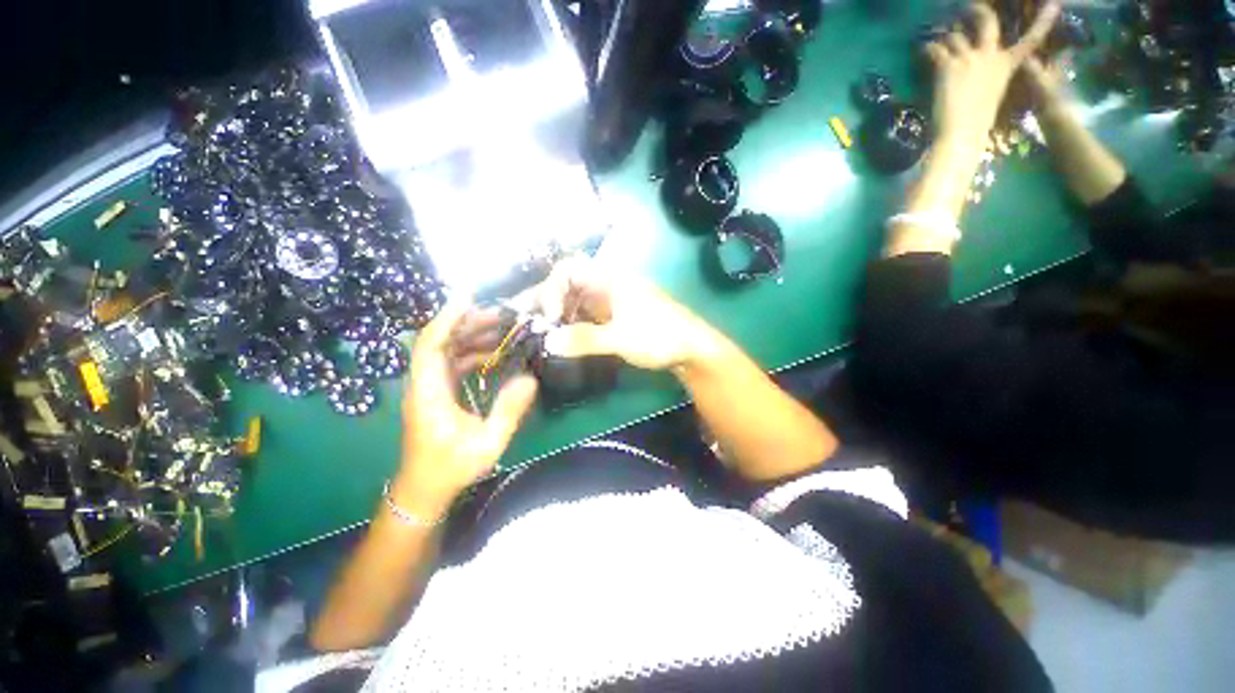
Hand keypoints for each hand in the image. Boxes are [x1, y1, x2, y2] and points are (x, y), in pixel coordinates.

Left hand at [395, 302, 537, 515]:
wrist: (425, 489)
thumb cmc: (452, 468)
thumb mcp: (488, 442)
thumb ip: (509, 410)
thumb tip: (530, 378)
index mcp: (429, 392)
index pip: (431, 345)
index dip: (447, 319)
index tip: (468, 297)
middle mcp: (424, 384)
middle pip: (440, 342)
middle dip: (468, 323)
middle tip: (501, 314)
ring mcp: (429, 388)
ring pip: (447, 351)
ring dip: (472, 337)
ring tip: (502, 329)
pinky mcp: (437, 394)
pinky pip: (453, 364)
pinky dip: (472, 354)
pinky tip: (495, 354)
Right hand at [527, 257, 717, 371]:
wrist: (691, 348)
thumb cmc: (659, 336)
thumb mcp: (621, 338)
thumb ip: (585, 340)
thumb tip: (549, 342)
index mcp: (610, 279)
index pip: (568, 269)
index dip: (552, 289)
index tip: (550, 317)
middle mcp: (607, 285)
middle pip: (568, 284)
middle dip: (547, 300)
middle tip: (529, 322)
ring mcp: (611, 301)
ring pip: (576, 300)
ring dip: (558, 314)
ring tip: (541, 332)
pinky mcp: (615, 317)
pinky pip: (586, 315)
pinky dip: (572, 323)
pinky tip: (563, 337)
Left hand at [926, 1, 1060, 146]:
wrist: (962, 132)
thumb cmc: (979, 122)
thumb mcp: (994, 95)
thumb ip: (992, 79)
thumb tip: (981, 76)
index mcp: (1008, 66)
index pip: (1032, 40)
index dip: (1044, 22)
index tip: (1054, 4)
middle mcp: (990, 56)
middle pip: (987, 22)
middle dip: (977, 10)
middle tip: (968, 6)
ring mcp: (969, 58)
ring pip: (955, 35)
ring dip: (946, 37)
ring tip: (938, 41)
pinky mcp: (948, 65)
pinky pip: (936, 48)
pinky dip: (928, 48)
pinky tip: (924, 50)